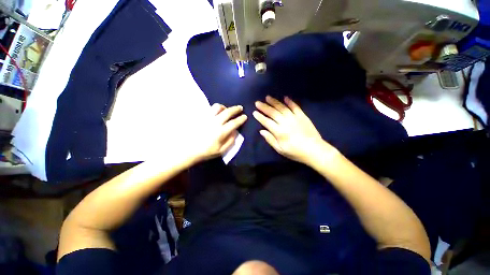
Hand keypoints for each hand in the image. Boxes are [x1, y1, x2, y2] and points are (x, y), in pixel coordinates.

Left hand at [192, 103, 246, 162]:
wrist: (188, 149)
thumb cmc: (206, 151)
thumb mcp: (221, 150)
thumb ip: (230, 141)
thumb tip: (235, 132)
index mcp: (221, 132)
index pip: (234, 123)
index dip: (241, 119)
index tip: (245, 116)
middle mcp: (215, 122)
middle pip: (227, 112)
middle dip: (236, 109)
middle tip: (240, 108)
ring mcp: (207, 118)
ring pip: (217, 107)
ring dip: (225, 107)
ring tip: (227, 109)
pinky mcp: (201, 117)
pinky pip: (209, 109)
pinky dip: (215, 109)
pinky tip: (217, 112)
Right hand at [253, 96, 335, 164]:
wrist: (315, 150)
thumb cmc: (295, 152)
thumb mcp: (280, 150)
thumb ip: (270, 140)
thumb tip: (261, 131)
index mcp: (279, 132)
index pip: (267, 122)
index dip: (260, 117)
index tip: (254, 112)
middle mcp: (286, 122)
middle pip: (273, 113)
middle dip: (264, 107)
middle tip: (257, 102)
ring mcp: (294, 118)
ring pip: (282, 108)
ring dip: (274, 102)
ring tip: (267, 97)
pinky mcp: (302, 116)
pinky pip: (295, 107)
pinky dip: (290, 102)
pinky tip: (285, 97)